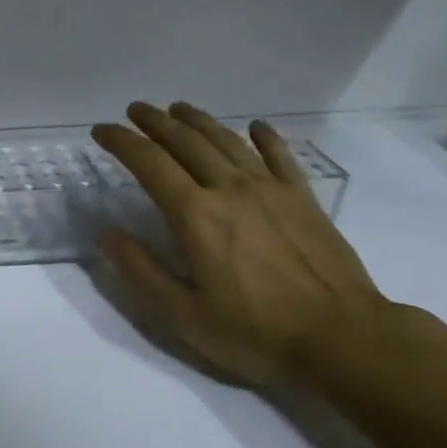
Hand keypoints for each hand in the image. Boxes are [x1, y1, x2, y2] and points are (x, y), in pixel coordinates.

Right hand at [90, 102, 385, 387]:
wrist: (344, 338)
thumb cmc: (256, 332)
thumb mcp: (184, 315)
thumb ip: (142, 271)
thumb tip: (107, 234)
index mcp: (195, 215)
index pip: (149, 163)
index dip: (122, 142)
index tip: (101, 130)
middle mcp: (230, 189)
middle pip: (186, 142)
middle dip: (155, 122)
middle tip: (134, 109)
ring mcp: (271, 190)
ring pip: (227, 141)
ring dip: (198, 120)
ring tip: (178, 108)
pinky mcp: (303, 199)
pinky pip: (280, 156)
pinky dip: (264, 137)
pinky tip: (255, 126)